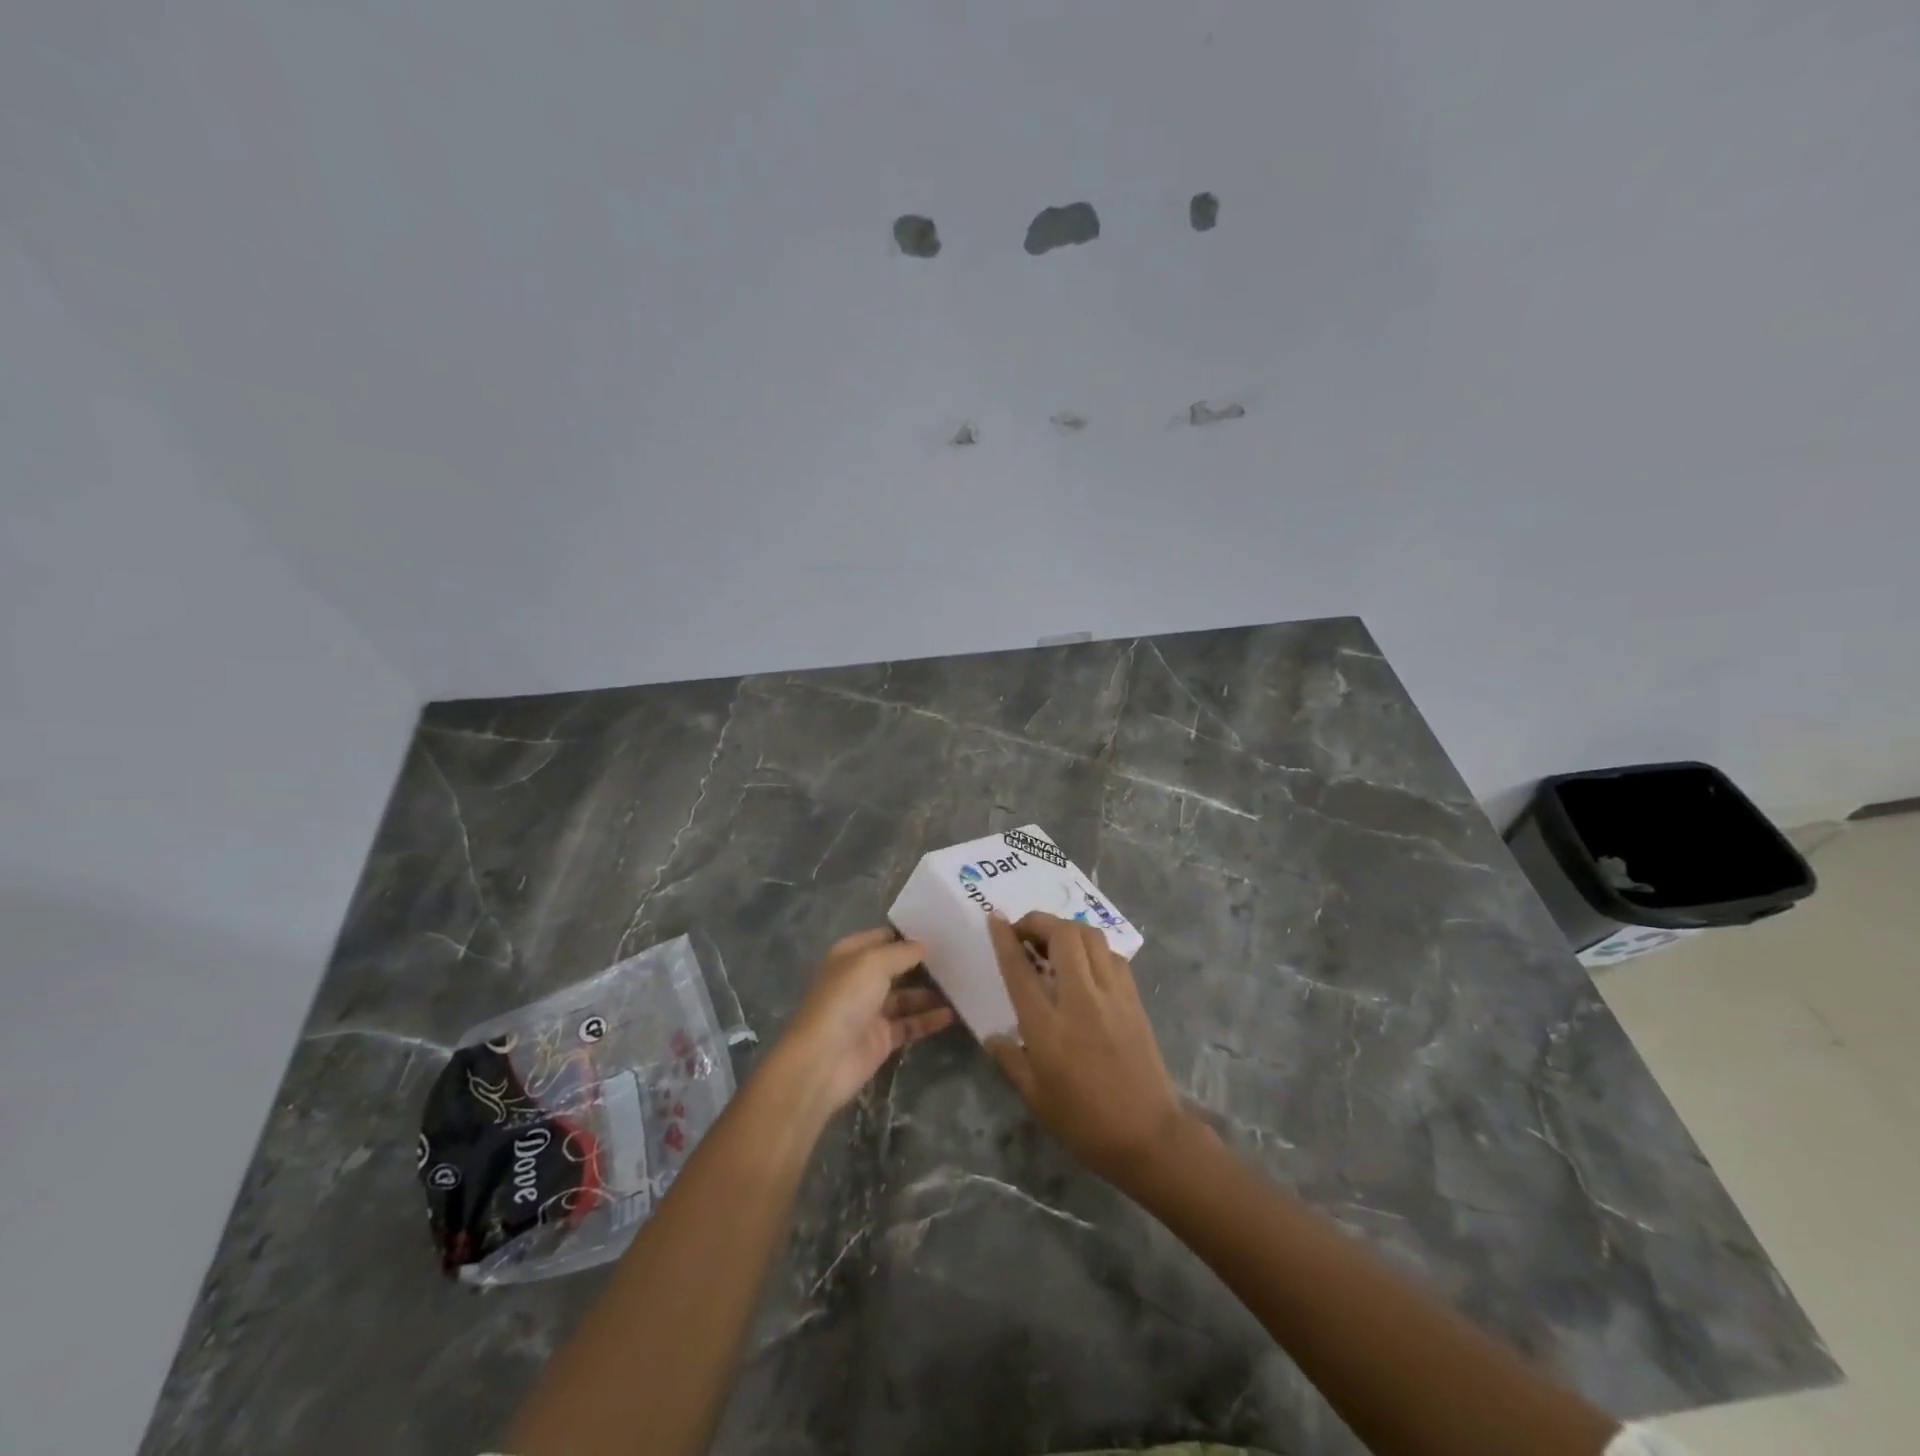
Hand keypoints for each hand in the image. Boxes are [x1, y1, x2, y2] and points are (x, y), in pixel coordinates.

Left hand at [772, 928, 953, 1115]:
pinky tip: (952, 1014)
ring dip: (931, 992)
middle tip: (960, 957)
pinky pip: (910, 1024)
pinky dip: (929, 1019)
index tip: (942, 931)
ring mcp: (871, 1010)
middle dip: (925, 963)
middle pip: (898, 967)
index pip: (884, 937)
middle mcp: (861, 979)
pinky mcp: (882, 1038)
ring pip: (907, 997)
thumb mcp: (873, 963)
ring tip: (963, 985)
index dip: (910, 934)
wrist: (823, 1060)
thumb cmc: (845, 1000)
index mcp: (852, 955)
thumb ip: (902, 952)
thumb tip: (924, 945)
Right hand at [985, 912, 1188, 1185]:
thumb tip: (992, 1036)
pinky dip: (1094, 949)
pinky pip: (1112, 956)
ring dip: (1067, 930)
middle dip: (1039, 922)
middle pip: (1062, 935)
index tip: (995, 918)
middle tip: (1026, 933)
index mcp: (1047, 1027)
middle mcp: (1080, 1000)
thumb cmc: (1084, 1122)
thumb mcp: (1035, 1096)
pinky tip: (1086, 965)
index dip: (1005, 938)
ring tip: (1054, 943)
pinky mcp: (1134, 999)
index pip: (1020, 968)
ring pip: (1091, 937)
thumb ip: (1011, 1059)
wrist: (1147, 1137)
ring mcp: (1112, 996)